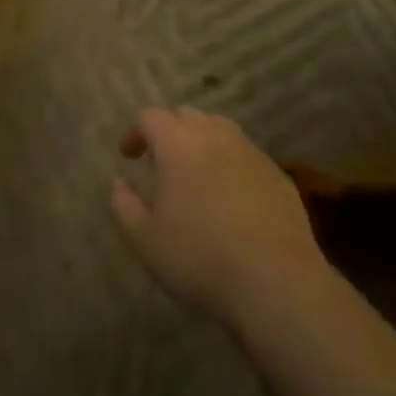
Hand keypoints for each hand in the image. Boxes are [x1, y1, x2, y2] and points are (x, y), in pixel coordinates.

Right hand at [111, 107, 325, 330]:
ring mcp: (249, 150)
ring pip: (218, 129)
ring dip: (201, 142)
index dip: (135, 132)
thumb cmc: (201, 258)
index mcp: (178, 143)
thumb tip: (119, 182)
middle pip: (185, 115)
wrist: (275, 281)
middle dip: (168, 131)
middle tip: (161, 162)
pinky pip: (245, 154)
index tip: (128, 156)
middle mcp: (214, 134)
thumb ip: (124, 206)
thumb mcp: (146, 241)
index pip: (150, 117)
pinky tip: (230, 195)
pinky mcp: (276, 172)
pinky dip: (230, 163)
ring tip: (195, 173)